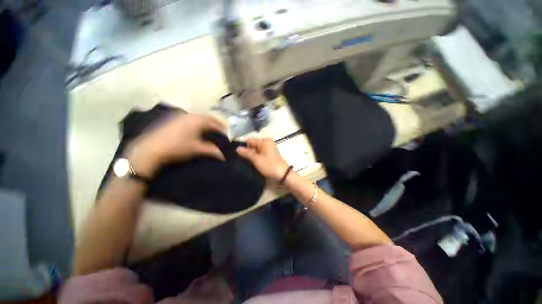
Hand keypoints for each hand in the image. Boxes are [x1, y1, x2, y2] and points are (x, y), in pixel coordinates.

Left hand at [127, 113, 226, 176]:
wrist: (151, 149)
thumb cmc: (178, 147)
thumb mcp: (197, 149)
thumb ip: (212, 150)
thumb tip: (223, 156)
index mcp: (197, 120)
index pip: (215, 122)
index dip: (222, 128)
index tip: (227, 134)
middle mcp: (190, 115)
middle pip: (207, 117)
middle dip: (216, 124)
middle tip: (221, 131)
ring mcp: (180, 116)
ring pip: (199, 117)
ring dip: (207, 123)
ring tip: (211, 130)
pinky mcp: (173, 119)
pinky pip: (190, 119)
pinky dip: (198, 123)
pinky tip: (197, 130)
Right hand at [236, 138, 289, 182]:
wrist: (282, 174)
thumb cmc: (269, 165)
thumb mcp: (256, 159)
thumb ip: (246, 153)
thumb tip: (237, 148)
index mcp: (264, 141)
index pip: (250, 140)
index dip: (242, 146)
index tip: (235, 153)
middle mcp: (267, 143)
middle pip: (253, 145)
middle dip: (247, 151)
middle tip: (239, 159)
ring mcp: (269, 149)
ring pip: (256, 150)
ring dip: (251, 155)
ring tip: (244, 161)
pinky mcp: (270, 155)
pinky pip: (260, 153)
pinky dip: (256, 157)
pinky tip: (251, 163)